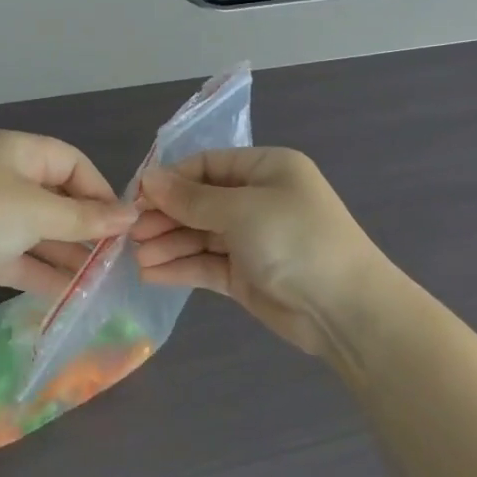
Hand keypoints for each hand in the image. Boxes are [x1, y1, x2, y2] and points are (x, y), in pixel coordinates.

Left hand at [0, 130, 137, 316]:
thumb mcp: (39, 212)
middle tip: (116, 256)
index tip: (122, 223)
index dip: (98, 189)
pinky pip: (20, 257)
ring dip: (68, 253)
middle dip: (85, 226)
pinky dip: (43, 272)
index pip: (69, 161)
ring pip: (38, 231)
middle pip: (55, 197)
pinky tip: (71, 293)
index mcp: (13, 150)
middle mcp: (0, 177)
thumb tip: (131, 215)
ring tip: (102, 280)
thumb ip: (86, 217)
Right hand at [132, 147, 394, 355]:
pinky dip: (180, 267)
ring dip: (167, 244)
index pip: (207, 165)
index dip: (171, 180)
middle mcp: (258, 200)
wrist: (346, 310)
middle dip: (164, 215)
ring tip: (135, 257)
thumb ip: (191, 198)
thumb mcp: (241, 209)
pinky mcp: (246, 275)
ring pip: (199, 235)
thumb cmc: (296, 240)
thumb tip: (148, 178)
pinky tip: (150, 274)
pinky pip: (206, 264)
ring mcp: (251, 239)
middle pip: (199, 201)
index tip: (136, 196)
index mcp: (266, 169)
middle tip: (131, 232)